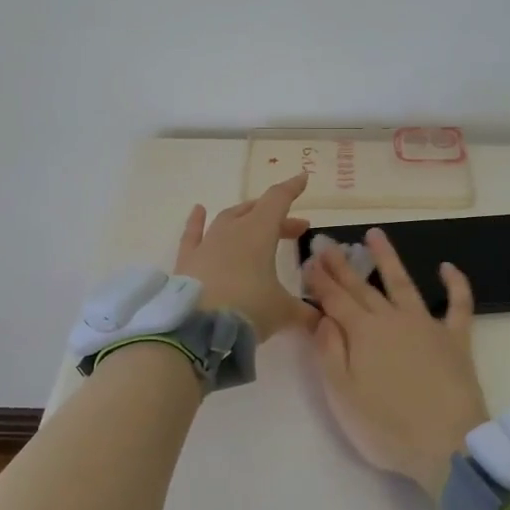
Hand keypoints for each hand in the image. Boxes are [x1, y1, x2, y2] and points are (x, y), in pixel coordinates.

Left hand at [173, 174, 315, 341]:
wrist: (197, 329)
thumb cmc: (248, 310)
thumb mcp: (283, 312)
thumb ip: (305, 312)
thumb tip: (321, 318)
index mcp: (259, 232)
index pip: (278, 200)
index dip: (292, 189)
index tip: (303, 179)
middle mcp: (232, 230)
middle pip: (257, 212)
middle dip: (278, 217)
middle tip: (296, 229)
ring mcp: (207, 243)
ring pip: (228, 218)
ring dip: (245, 216)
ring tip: (255, 221)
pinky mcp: (187, 259)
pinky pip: (193, 233)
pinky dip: (197, 221)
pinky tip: (199, 210)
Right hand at [304, 228, 488, 502]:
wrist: (448, 445)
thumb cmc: (387, 428)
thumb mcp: (342, 396)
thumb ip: (329, 353)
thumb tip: (323, 318)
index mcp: (363, 333)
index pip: (335, 300)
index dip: (320, 281)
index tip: (308, 261)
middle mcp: (392, 319)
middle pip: (362, 287)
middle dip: (342, 265)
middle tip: (328, 244)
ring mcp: (426, 325)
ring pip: (403, 283)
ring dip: (388, 258)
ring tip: (375, 234)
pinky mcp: (456, 339)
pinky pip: (458, 304)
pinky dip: (455, 283)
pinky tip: (447, 266)